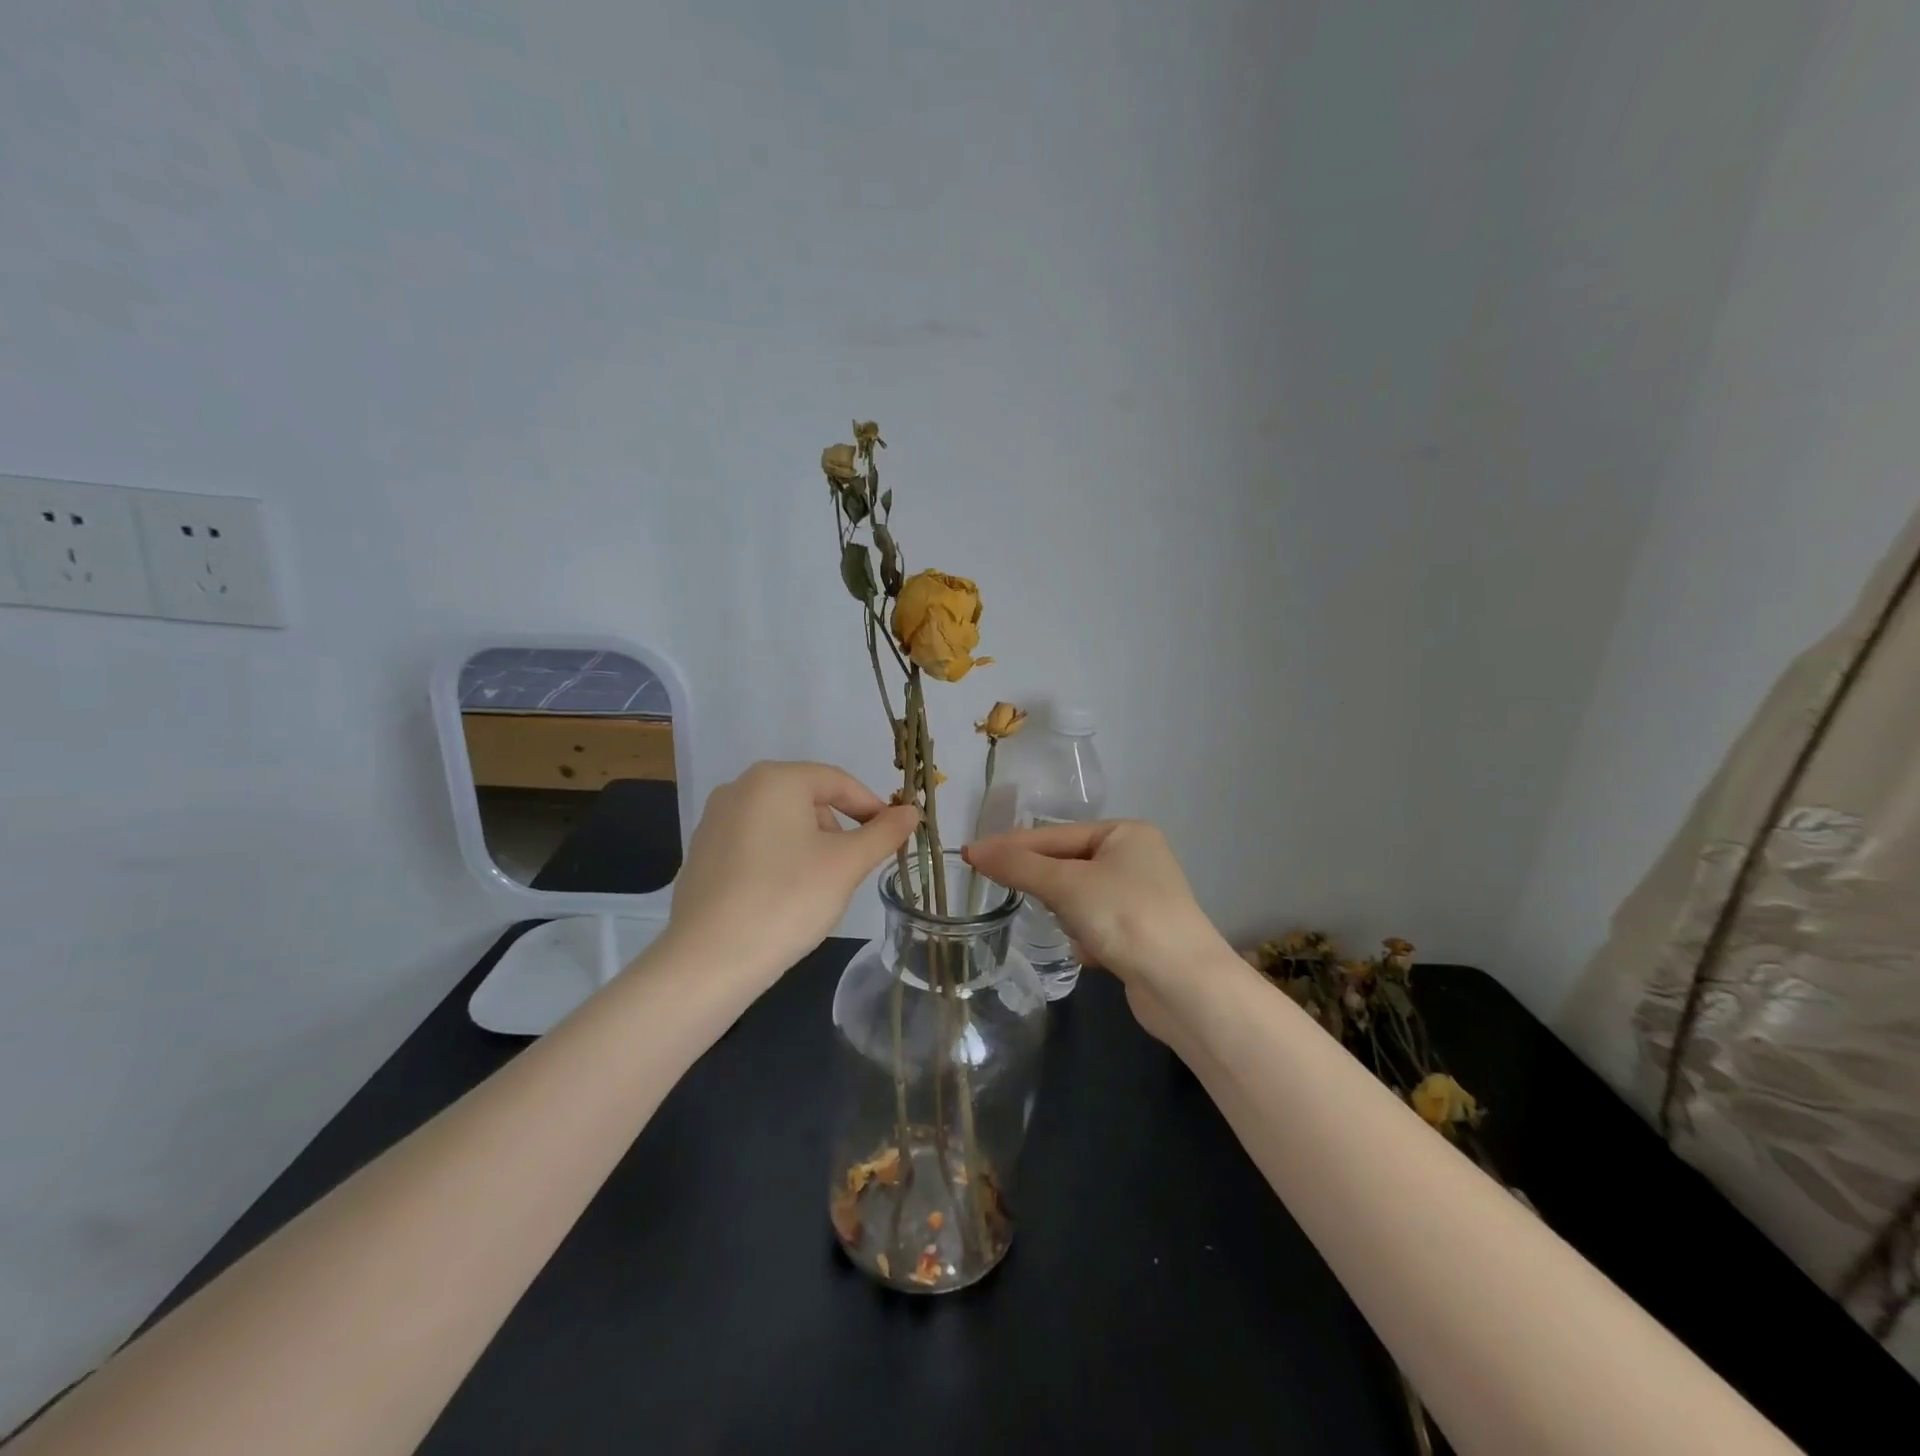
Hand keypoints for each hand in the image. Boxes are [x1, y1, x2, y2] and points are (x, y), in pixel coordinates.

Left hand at [662, 761, 919, 987]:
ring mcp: (715, 820)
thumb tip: (911, 812)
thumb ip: (883, 833)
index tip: (892, 836)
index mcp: (774, 779)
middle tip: (852, 868)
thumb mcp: (847, 864)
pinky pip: (755, 843)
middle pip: (808, 798)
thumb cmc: (787, 899)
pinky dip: (778, 859)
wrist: (710, 960)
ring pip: (782, 822)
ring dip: (809, 845)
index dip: (871, 807)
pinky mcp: (702, 852)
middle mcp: (739, 788)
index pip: (838, 781)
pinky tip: (783, 896)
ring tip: (817, 887)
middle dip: (838, 829)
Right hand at [961, 820, 1227, 992]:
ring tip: (1075, 931)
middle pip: (1067, 865)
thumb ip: (1018, 866)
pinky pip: (1096, 926)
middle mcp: (1137, 859)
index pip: (1056, 834)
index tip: (971, 856)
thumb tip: (974, 850)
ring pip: (1079, 898)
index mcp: (1126, 833)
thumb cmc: (1125, 916)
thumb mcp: (1066, 884)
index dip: (1013, 846)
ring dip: (1069, 916)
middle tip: (1009, 893)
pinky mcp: (1141, 935)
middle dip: (1049, 887)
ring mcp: (1141, 898)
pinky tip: (1093, 954)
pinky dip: (1087, 939)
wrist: (1185, 986)